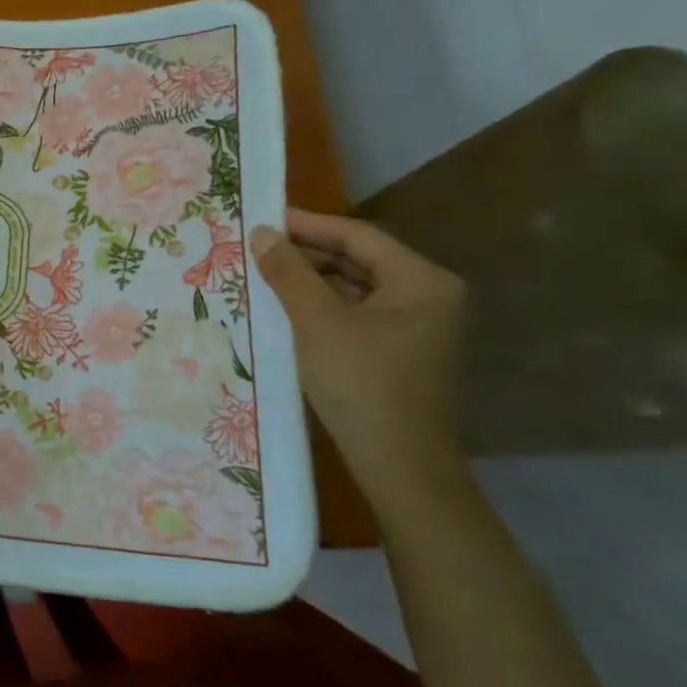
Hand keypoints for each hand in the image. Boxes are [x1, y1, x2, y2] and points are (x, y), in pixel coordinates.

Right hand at [250, 209, 469, 516]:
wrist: (400, 468)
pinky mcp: (401, 353)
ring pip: (356, 288)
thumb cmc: (362, 384)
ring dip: (312, 281)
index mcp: (421, 281)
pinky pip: (358, 314)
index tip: (263, 219)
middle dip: (308, 254)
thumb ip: (289, 272)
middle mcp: (428, 297)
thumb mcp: (317, 322)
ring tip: (265, 276)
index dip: (308, 225)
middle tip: (258, 249)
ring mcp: (418, 328)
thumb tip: (262, 232)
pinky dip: (323, 307)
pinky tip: (287, 310)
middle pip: (359, 260)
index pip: (358, 236)